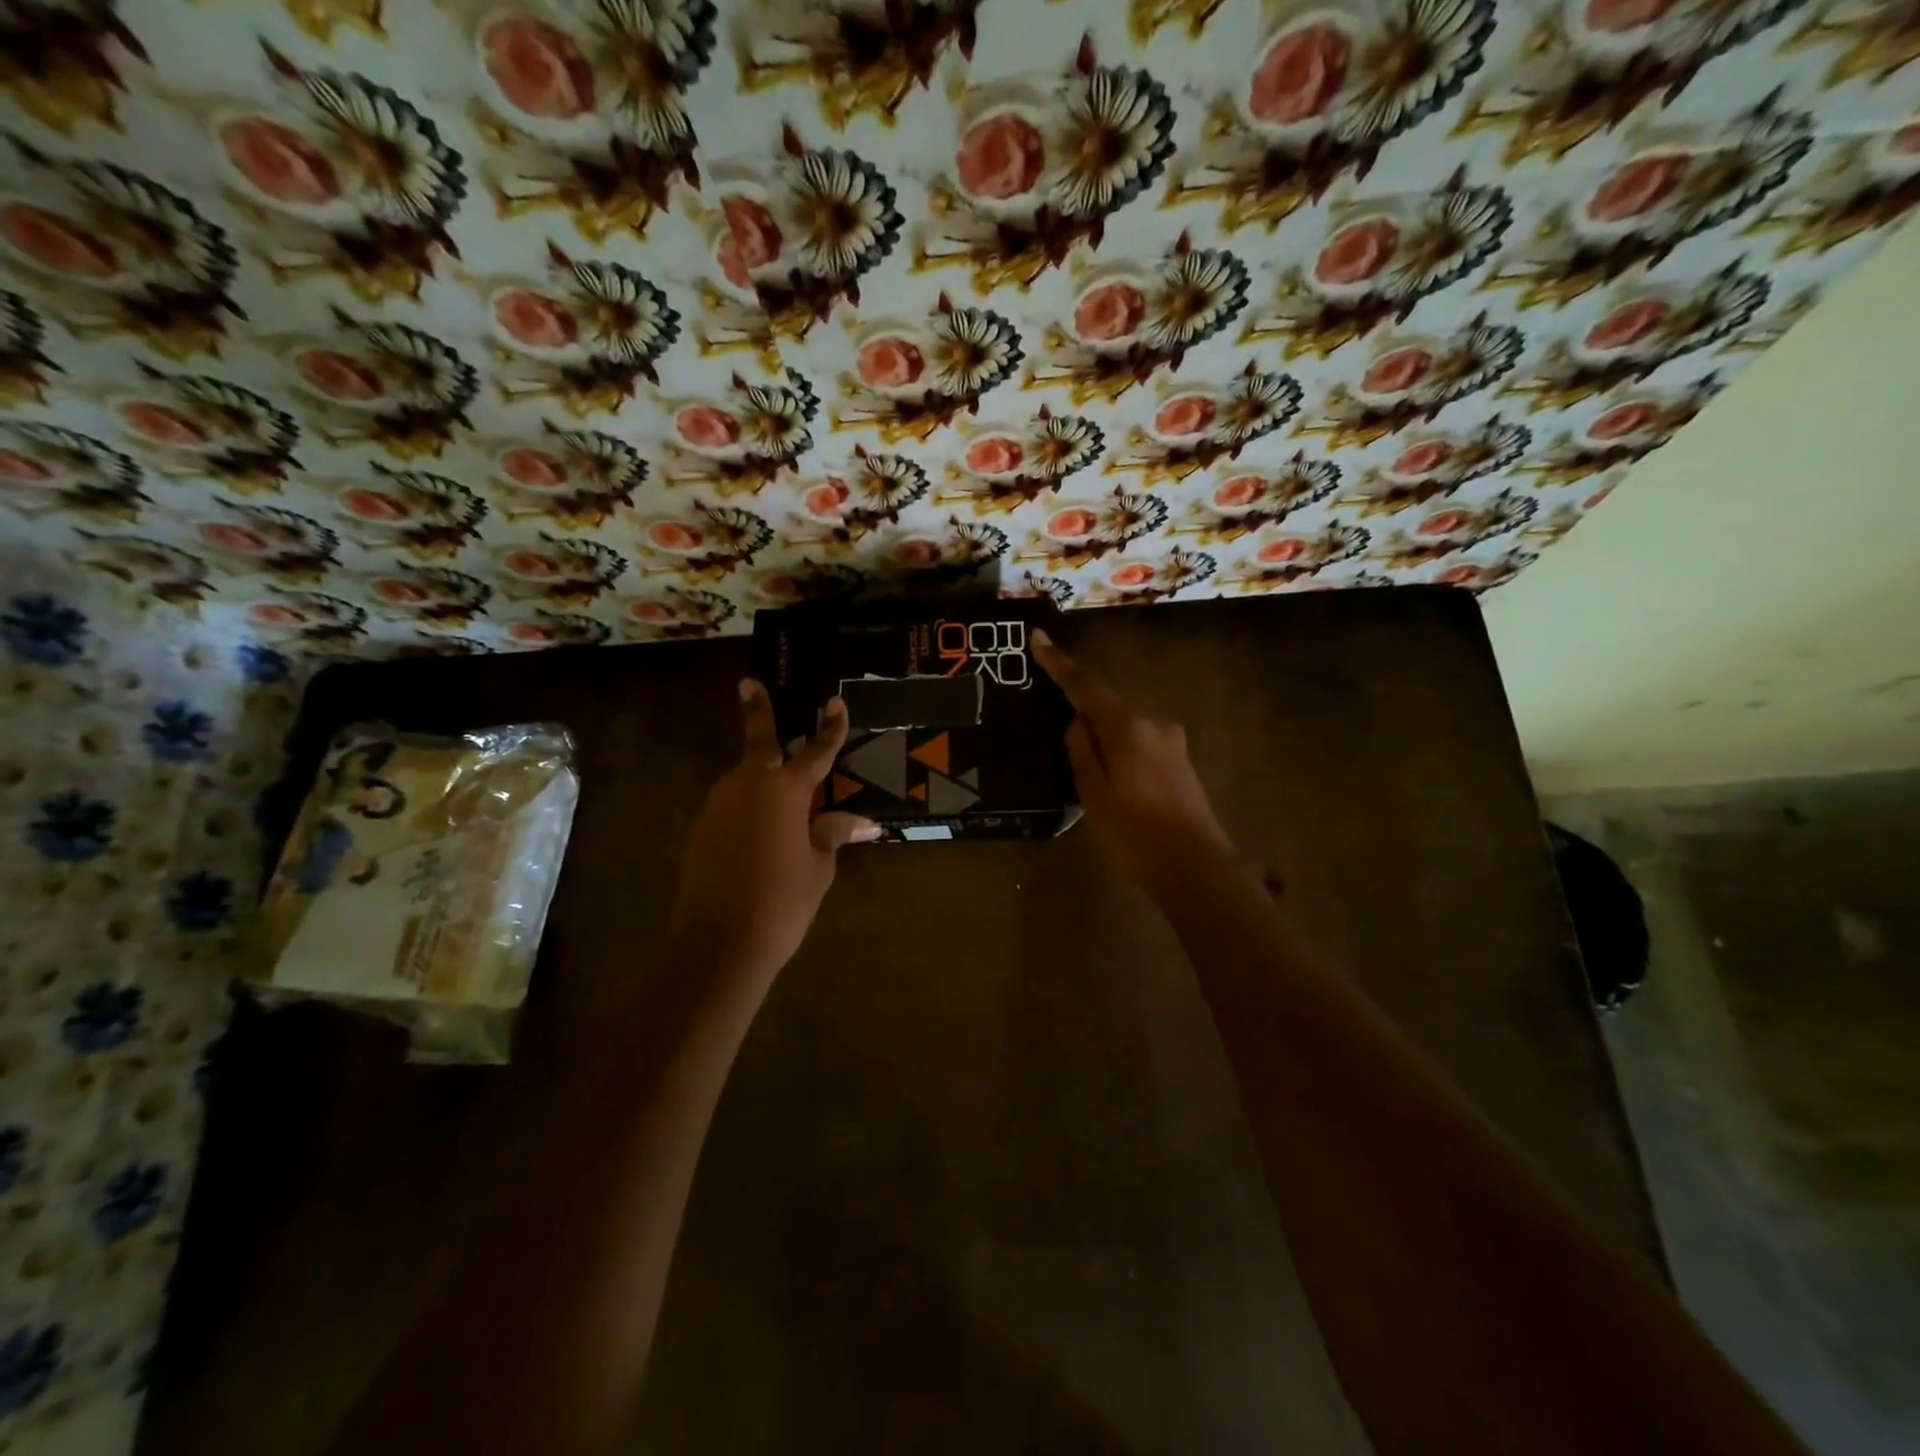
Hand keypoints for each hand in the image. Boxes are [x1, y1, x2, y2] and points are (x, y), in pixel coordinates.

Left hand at [669, 680, 879, 977]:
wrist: (719, 943)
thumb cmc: (782, 901)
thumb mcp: (819, 866)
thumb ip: (834, 834)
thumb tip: (865, 823)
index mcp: (785, 790)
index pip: (816, 751)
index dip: (829, 728)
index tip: (835, 702)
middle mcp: (748, 785)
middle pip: (759, 742)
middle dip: (757, 711)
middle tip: (749, 685)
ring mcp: (719, 805)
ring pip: (743, 776)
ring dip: (759, 772)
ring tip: (779, 786)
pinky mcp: (701, 828)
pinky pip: (731, 804)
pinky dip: (747, 804)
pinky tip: (759, 826)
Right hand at [1033, 630, 1234, 901]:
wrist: (1196, 869)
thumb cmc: (1135, 834)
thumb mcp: (1093, 794)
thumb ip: (1082, 751)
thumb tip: (1078, 722)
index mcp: (1127, 727)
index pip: (1086, 686)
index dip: (1060, 664)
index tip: (1038, 638)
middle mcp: (1153, 723)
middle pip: (1107, 704)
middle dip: (1081, 707)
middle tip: (1056, 725)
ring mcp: (1171, 741)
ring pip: (1124, 725)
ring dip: (1102, 734)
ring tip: (1084, 766)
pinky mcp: (1180, 760)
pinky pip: (1139, 741)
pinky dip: (1119, 747)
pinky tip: (1112, 775)